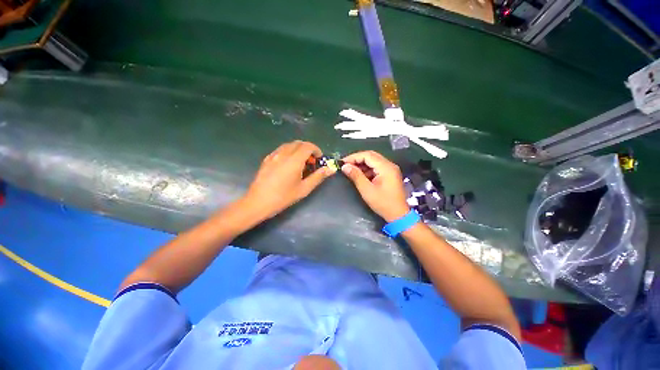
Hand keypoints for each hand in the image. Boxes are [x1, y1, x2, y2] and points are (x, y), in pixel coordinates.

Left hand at [243, 141, 335, 219]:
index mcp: (294, 160)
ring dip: (298, 149)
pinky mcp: (267, 159)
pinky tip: (288, 164)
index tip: (319, 159)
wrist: (258, 202)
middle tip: (311, 162)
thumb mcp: (304, 188)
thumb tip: (331, 169)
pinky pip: (280, 149)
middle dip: (308, 149)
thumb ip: (318, 176)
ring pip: (289, 145)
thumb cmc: (283, 197)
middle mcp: (283, 154)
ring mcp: (273, 155)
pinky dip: (288, 152)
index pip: (308, 146)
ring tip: (300, 163)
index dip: (316, 149)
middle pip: (298, 143)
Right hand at [341, 151, 409, 221]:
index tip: (343, 162)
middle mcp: (389, 165)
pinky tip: (360, 175)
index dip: (354, 157)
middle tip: (345, 165)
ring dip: (362, 164)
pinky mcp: (390, 174)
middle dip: (357, 159)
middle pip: (371, 156)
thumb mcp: (367, 190)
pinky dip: (367, 169)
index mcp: (385, 167)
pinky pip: (376, 167)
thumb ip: (356, 176)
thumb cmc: (383, 203)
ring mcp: (390, 169)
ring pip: (373, 161)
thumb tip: (345, 166)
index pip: (367, 155)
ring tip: (351, 170)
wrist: (398, 215)